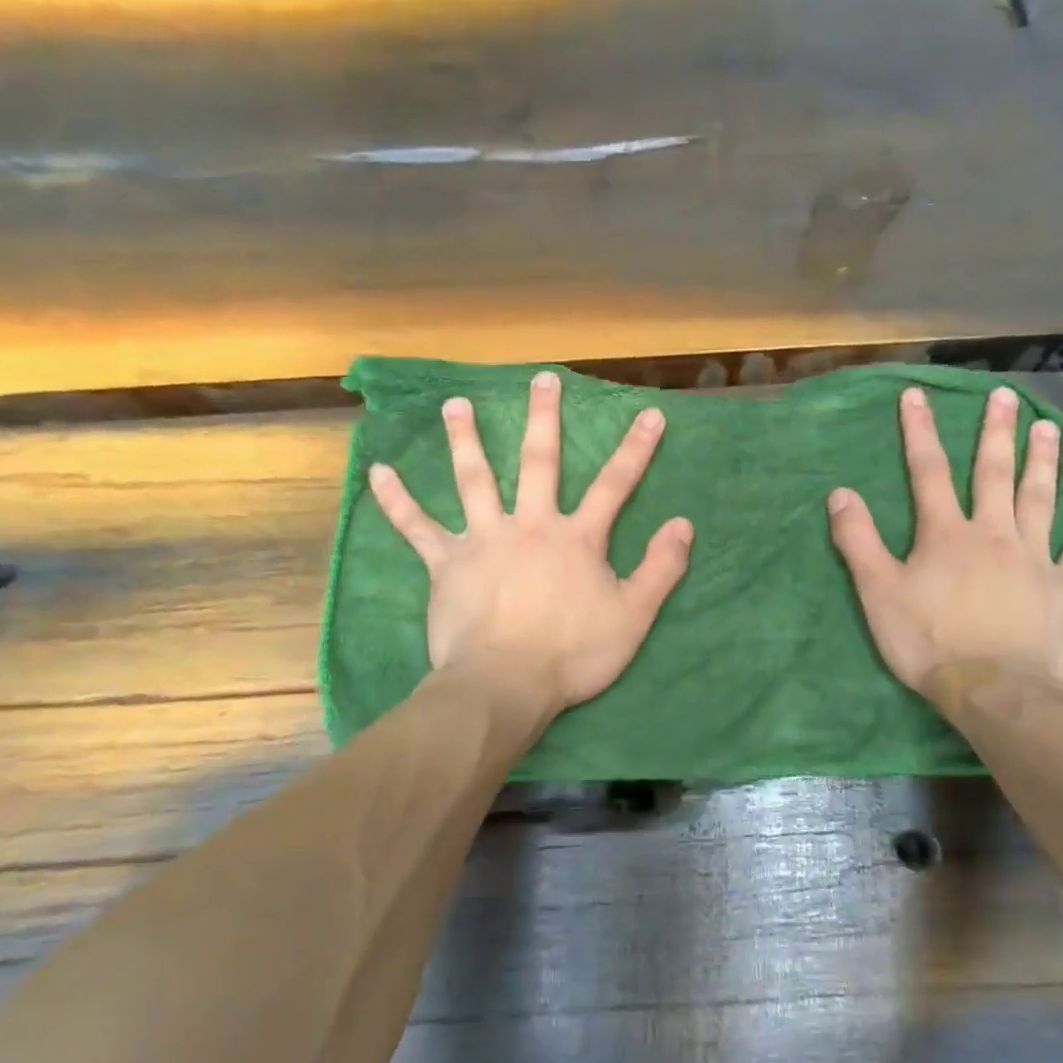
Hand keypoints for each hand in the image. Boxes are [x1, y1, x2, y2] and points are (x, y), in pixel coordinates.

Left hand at [368, 370, 693, 713]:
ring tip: (455, 404)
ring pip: (474, 479)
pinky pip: (417, 526)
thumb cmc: (572, 654)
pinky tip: (378, 472)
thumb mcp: (633, 617)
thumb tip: (683, 523)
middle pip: (539, 463)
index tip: (650, 414)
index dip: (636, 450)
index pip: (615, 485)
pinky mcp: (446, 563)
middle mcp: (530, 525)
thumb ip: (661, 569)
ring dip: (465, 439)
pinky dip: (397, 499)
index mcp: (576, 538)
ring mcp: (484, 540)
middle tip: (542, 379)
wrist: (505, 683)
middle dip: (544, 419)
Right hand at [828, 385, 1062, 693]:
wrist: (994, 690)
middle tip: (1005, 396)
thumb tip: (840, 493)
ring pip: (1041, 498)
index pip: (928, 472)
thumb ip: (858, 541)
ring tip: (1048, 427)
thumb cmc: (928, 642)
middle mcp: (994, 533)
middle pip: (993, 474)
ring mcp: (1035, 558)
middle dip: (995, 432)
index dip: (920, 431)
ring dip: (1044, 461)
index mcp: (946, 534)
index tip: (917, 395)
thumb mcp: (878, 593)